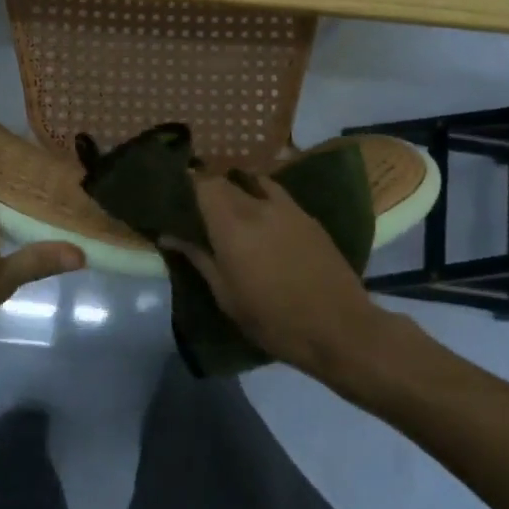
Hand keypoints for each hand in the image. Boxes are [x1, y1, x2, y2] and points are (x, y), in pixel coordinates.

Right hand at [162, 174, 391, 380]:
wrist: (338, 328)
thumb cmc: (273, 320)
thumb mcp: (226, 296)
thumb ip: (198, 258)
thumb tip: (169, 235)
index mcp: (231, 225)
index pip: (203, 184)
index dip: (187, 183)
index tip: (176, 195)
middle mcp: (257, 206)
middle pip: (226, 180)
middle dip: (209, 187)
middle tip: (198, 204)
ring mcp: (286, 207)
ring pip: (253, 181)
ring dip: (237, 186)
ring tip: (229, 204)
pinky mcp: (307, 216)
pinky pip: (276, 193)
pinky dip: (261, 194)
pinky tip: (260, 213)